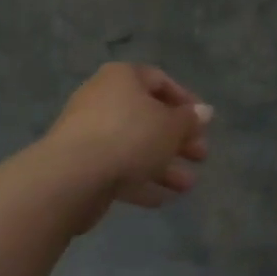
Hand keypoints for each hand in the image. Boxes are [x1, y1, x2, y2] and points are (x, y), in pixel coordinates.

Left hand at [44, 63, 210, 215]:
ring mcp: (90, 132)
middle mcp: (104, 98)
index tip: (204, 123)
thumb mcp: (171, 126)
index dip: (186, 101)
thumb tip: (204, 111)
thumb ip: (189, 119)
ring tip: (187, 186)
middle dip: (178, 139)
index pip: (160, 81)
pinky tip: (163, 198)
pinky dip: (141, 180)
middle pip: (148, 116)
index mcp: (123, 77)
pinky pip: (118, 167)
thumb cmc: (129, 136)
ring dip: (164, 165)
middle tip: (201, 156)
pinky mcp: (82, 163)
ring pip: (135, 145)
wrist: (72, 176)